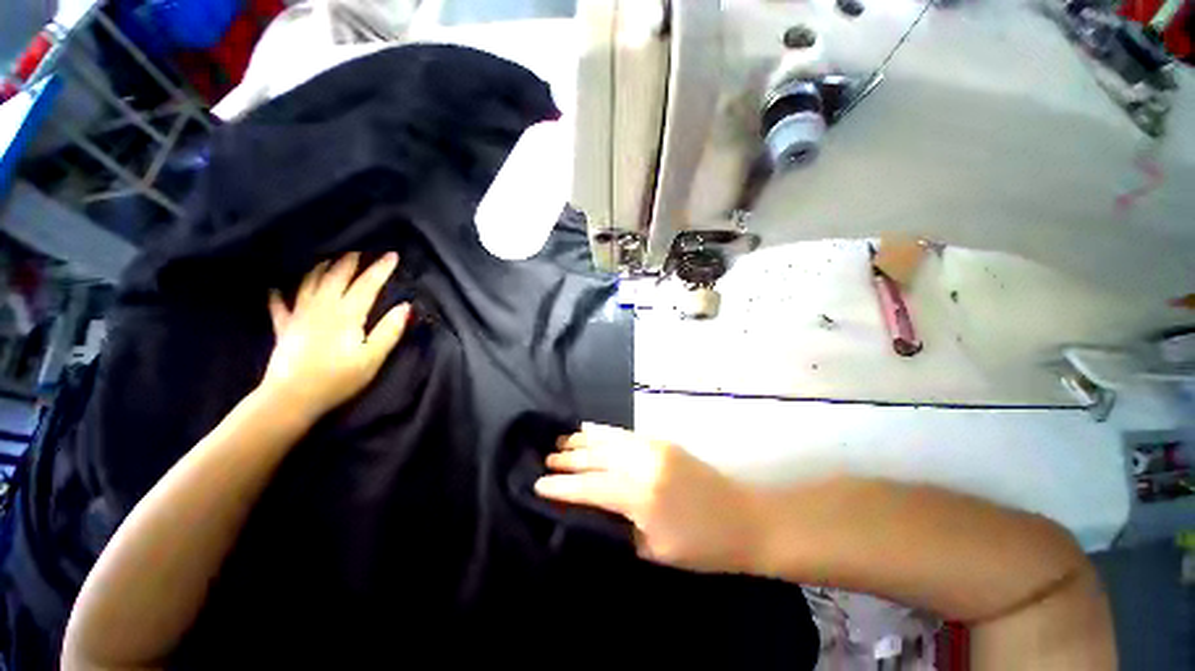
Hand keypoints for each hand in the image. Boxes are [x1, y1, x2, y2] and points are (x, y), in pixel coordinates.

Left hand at [260, 252, 410, 419]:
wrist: (291, 398)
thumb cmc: (338, 379)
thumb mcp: (372, 357)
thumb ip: (389, 330)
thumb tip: (406, 306)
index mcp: (346, 314)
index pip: (367, 285)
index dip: (381, 269)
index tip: (392, 255)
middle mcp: (322, 307)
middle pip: (336, 277)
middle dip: (350, 262)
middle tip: (360, 251)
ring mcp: (299, 315)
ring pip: (309, 283)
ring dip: (321, 268)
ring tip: (329, 259)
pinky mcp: (285, 328)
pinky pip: (279, 306)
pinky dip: (278, 294)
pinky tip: (275, 288)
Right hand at [536, 423, 760, 573]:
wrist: (745, 518)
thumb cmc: (702, 546)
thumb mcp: (653, 551)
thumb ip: (619, 527)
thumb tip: (590, 511)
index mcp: (642, 498)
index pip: (591, 488)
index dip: (562, 487)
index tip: (538, 483)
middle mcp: (644, 465)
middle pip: (597, 458)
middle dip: (569, 459)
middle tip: (545, 459)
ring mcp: (654, 448)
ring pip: (608, 440)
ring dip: (582, 441)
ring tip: (560, 441)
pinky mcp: (661, 441)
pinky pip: (624, 433)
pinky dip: (603, 432)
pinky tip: (590, 429)